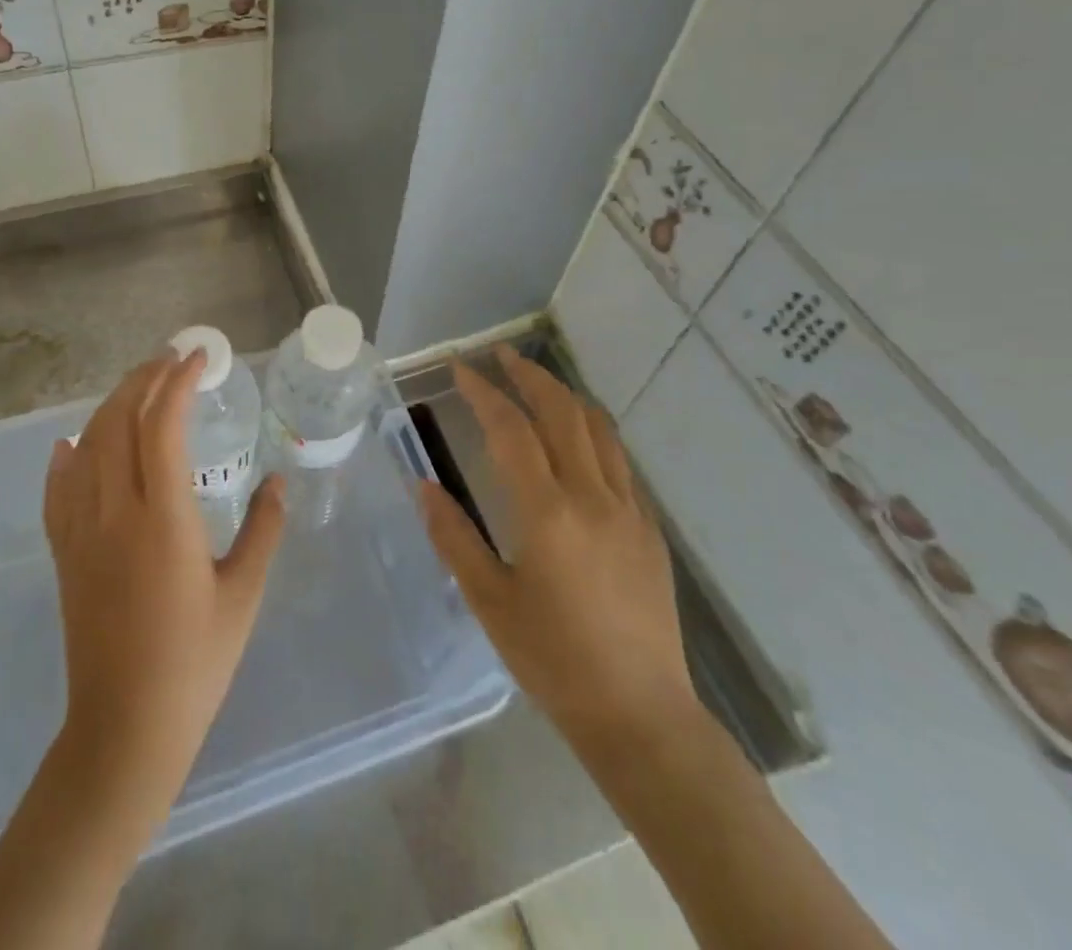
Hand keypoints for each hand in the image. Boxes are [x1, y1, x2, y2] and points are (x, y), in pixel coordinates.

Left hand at [43, 349, 285, 822]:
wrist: (125, 728)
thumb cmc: (195, 662)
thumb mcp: (243, 594)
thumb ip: (263, 529)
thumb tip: (278, 481)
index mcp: (163, 518)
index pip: (162, 424)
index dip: (179, 381)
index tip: (199, 357)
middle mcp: (115, 512)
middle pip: (118, 421)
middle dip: (144, 379)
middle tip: (171, 360)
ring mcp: (82, 531)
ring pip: (87, 445)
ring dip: (112, 406)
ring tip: (139, 388)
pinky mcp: (65, 553)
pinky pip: (58, 488)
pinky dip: (68, 455)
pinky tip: (75, 443)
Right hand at [421, 346, 696, 751]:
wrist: (642, 715)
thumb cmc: (554, 661)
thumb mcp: (489, 601)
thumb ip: (453, 537)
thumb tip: (422, 485)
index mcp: (547, 512)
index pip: (511, 430)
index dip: (484, 393)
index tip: (461, 369)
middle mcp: (592, 497)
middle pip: (562, 412)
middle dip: (529, 376)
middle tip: (501, 356)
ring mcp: (628, 510)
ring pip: (598, 429)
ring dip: (565, 396)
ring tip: (537, 383)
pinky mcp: (649, 529)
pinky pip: (618, 461)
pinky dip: (592, 432)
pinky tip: (577, 440)